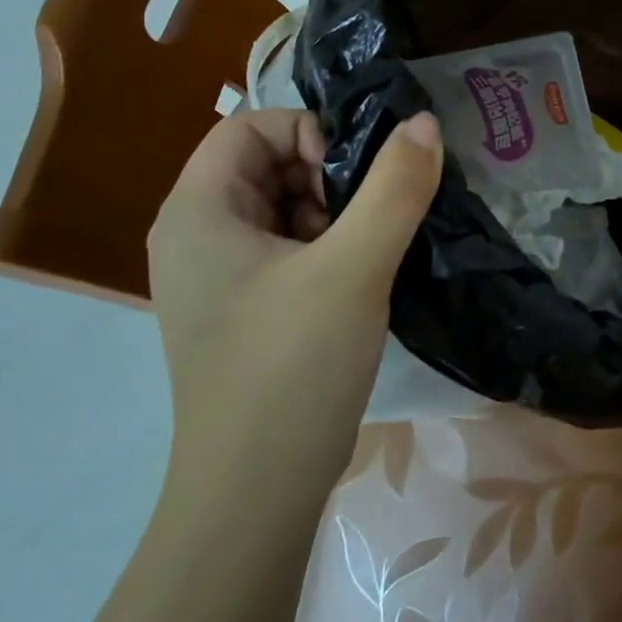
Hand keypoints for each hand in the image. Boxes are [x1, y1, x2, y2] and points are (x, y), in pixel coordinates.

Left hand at [148, 109, 443, 487]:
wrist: (256, 498)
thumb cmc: (292, 369)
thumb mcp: (354, 267)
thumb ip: (395, 186)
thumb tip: (424, 122)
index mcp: (197, 213)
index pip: (249, 127)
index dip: (306, 132)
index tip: (352, 176)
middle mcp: (197, 237)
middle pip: (267, 164)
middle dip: (327, 175)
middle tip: (371, 214)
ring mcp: (219, 279)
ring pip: (284, 207)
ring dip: (335, 212)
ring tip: (371, 249)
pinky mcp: (246, 311)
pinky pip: (289, 249)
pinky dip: (330, 246)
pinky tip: (363, 276)